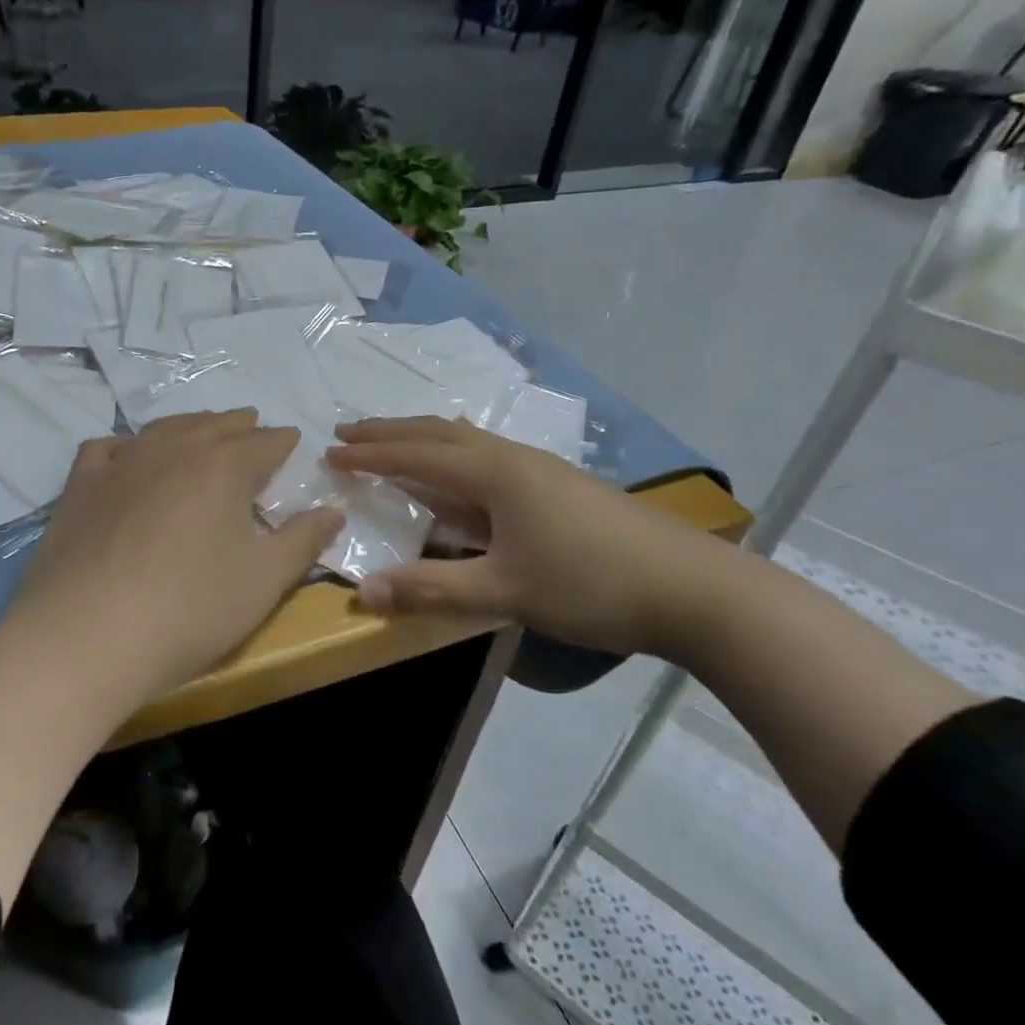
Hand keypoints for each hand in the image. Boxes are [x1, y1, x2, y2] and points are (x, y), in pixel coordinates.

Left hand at [4, 410, 344, 704]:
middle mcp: (174, 451)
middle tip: (253, 423)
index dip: (281, 441)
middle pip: (214, 427)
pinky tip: (128, 453)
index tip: (292, 439)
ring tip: (203, 428)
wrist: (86, 637)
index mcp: (223, 469)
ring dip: (190, 425)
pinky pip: (107, 448)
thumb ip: (302, 542)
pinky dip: (127, 445)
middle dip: (239, 425)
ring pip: (165, 429)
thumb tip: (334, 511)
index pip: (263, 444)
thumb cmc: (189, 610)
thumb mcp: (263, 582)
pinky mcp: (81, 485)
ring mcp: (122, 464)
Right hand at [325, 416, 738, 657]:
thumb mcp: (504, 591)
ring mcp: (540, 470)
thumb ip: (431, 588)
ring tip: (394, 444)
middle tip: (349, 432)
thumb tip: (361, 592)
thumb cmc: (591, 583)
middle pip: (439, 432)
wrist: (693, 588)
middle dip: (390, 432)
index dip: (370, 454)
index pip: (416, 455)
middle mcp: (512, 458)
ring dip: (423, 440)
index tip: (330, 452)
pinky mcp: (559, 487)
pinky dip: (454, 457)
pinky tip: (461, 475)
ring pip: (467, 441)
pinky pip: (488, 458)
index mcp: (493, 473)